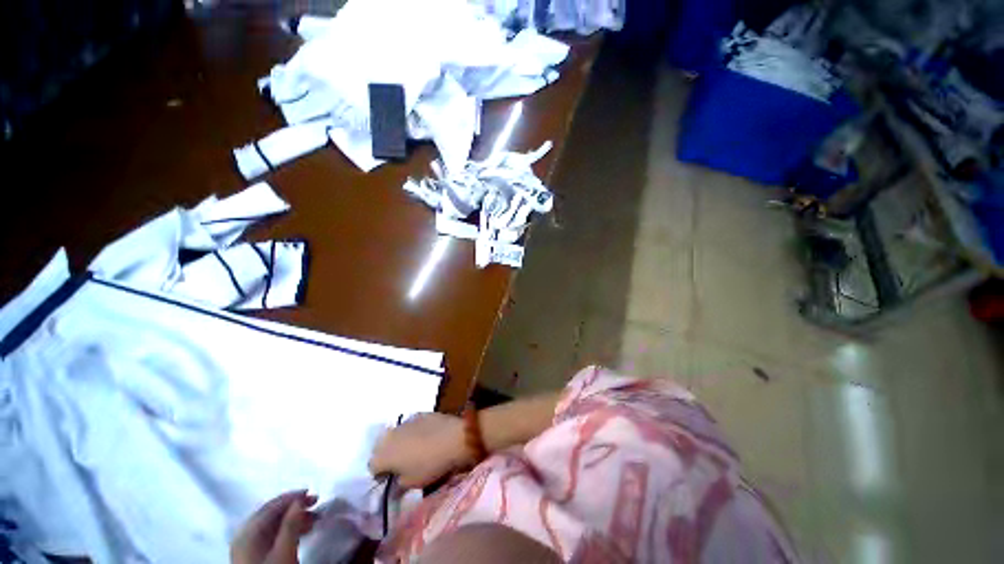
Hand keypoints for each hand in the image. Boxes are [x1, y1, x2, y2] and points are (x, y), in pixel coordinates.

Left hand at [231, 490, 317, 563]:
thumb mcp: (284, 549)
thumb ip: (291, 523)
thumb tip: (300, 501)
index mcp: (248, 531)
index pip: (273, 506)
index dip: (293, 497)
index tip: (312, 494)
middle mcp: (245, 535)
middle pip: (273, 513)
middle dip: (295, 507)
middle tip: (314, 503)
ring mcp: (248, 546)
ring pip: (274, 524)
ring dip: (295, 518)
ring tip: (313, 518)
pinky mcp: (254, 556)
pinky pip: (273, 535)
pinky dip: (289, 530)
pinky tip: (302, 532)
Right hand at [369, 413, 467, 488]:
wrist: (453, 438)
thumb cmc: (430, 465)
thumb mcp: (412, 483)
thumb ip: (397, 485)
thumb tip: (393, 485)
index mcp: (383, 455)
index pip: (372, 466)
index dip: (380, 474)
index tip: (391, 478)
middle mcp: (389, 436)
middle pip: (380, 447)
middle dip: (386, 455)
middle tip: (400, 464)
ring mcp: (404, 422)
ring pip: (394, 434)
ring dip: (398, 442)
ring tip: (412, 449)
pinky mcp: (418, 414)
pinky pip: (409, 425)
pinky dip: (412, 432)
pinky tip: (424, 437)